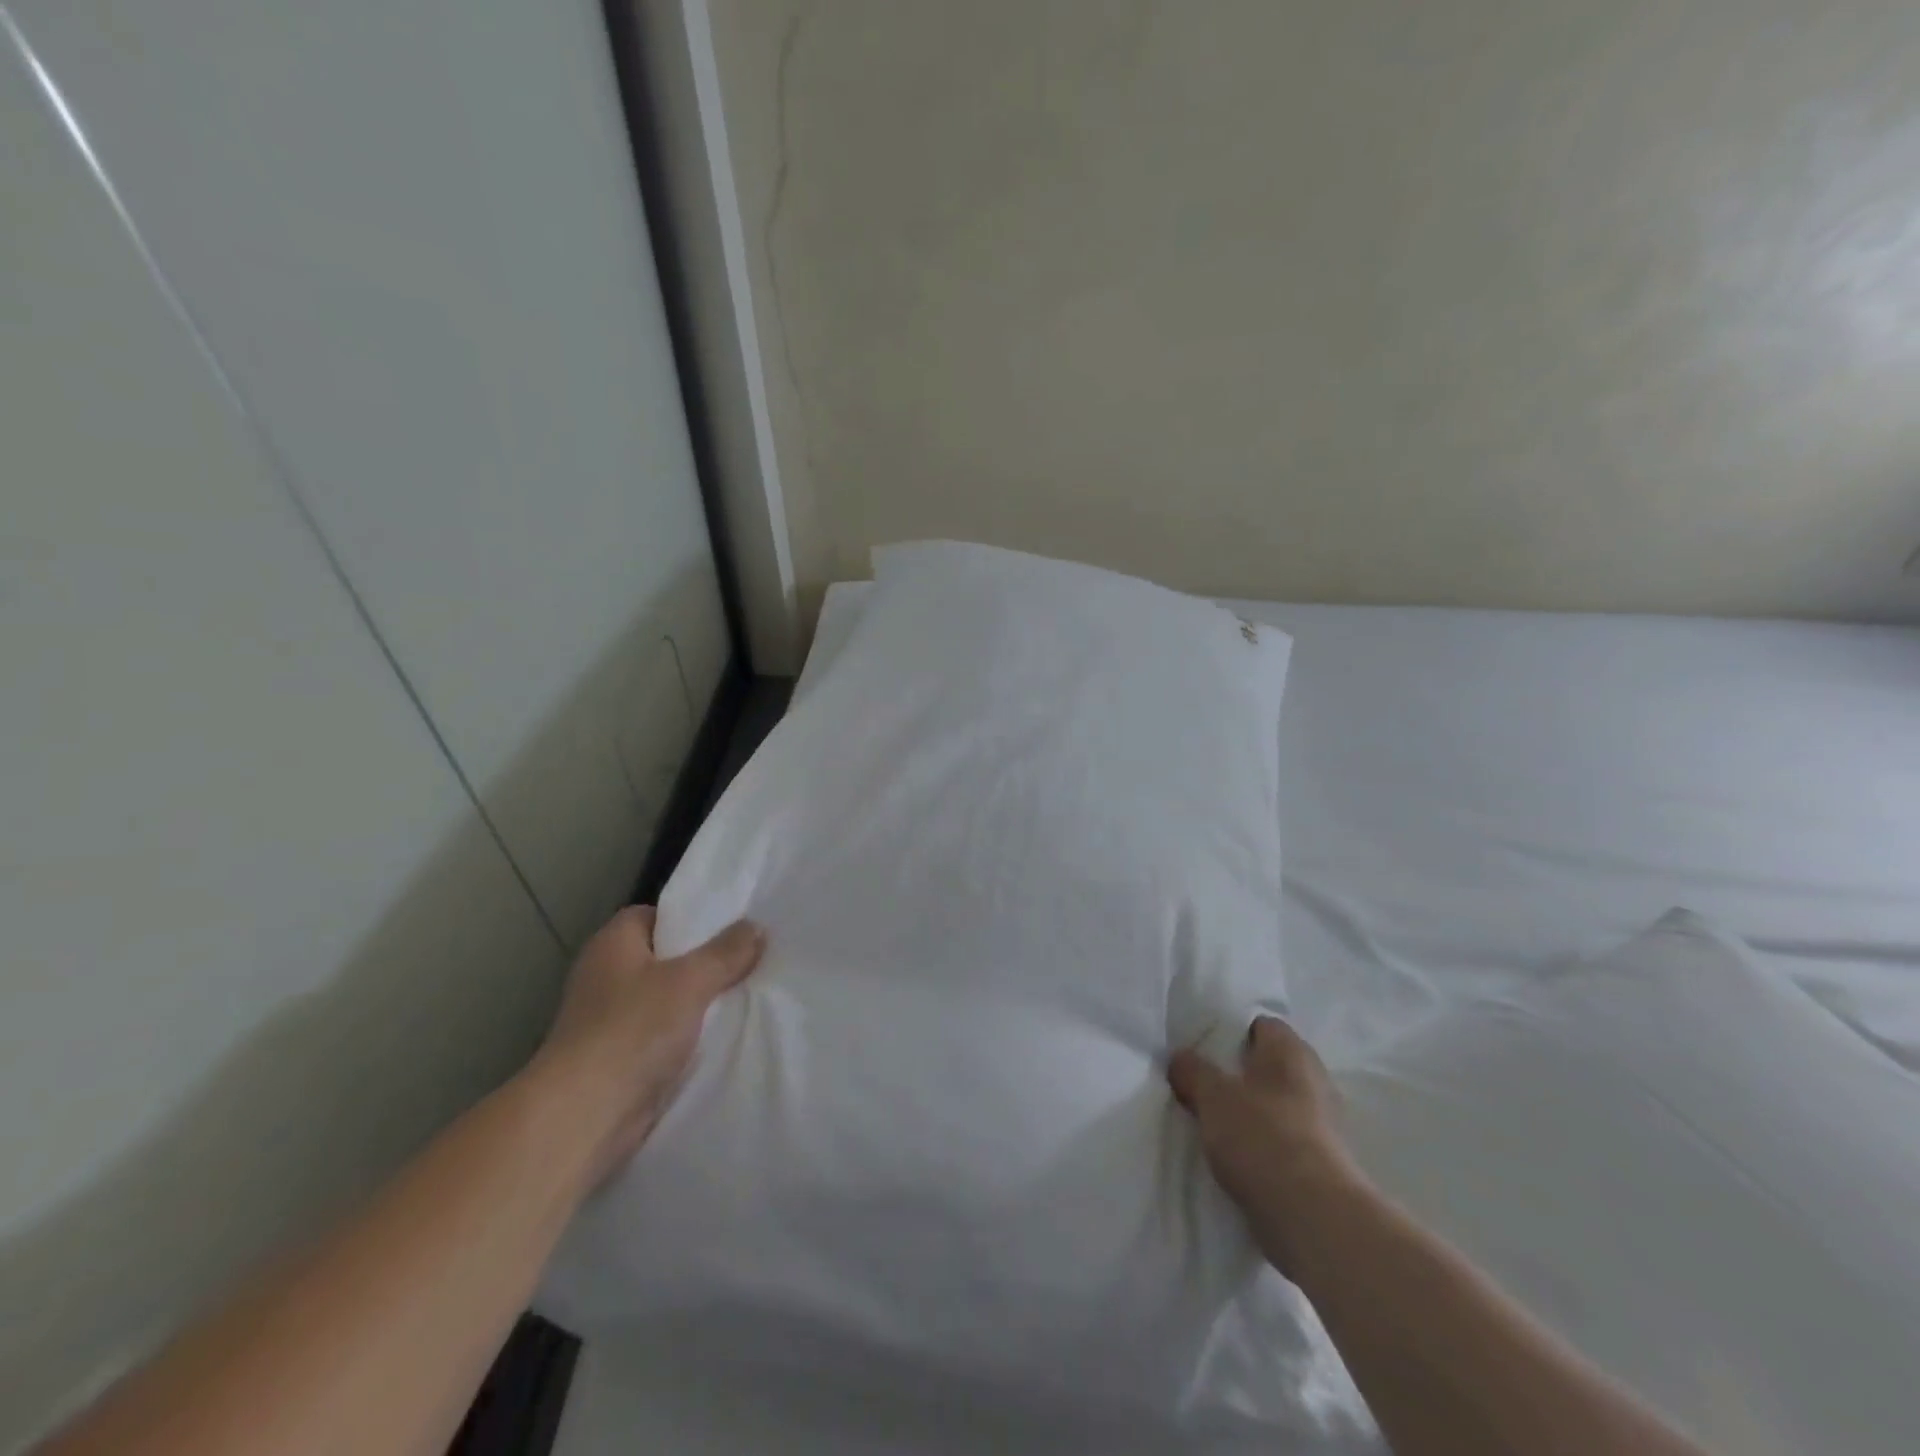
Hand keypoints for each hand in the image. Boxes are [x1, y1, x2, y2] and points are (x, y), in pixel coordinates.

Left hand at [529, 905, 763, 1184]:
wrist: (583, 1116)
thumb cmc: (632, 1030)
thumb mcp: (690, 981)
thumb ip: (726, 952)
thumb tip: (756, 927)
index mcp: (613, 943)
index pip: (655, 915)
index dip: (691, 918)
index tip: (730, 927)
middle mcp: (605, 975)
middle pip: (664, 957)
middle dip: (703, 962)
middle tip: (749, 959)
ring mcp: (608, 1019)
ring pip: (666, 999)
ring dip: (698, 1003)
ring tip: (746, 995)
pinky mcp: (616, 1058)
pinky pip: (662, 1035)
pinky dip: (686, 1036)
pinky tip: (721, 1037)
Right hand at [1168, 1016, 1364, 1279]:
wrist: (1312, 1216)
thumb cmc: (1261, 1135)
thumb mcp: (1211, 1095)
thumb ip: (1192, 1070)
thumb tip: (1180, 1058)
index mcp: (1291, 1050)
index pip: (1260, 1024)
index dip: (1231, 1030)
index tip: (1202, 1046)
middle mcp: (1314, 1079)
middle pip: (1268, 1065)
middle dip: (1237, 1073)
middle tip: (1202, 1083)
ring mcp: (1323, 1123)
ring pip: (1275, 1104)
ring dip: (1249, 1110)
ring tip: (1212, 1121)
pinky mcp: (1322, 1162)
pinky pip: (1283, 1138)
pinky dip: (1261, 1142)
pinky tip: (1234, 1154)